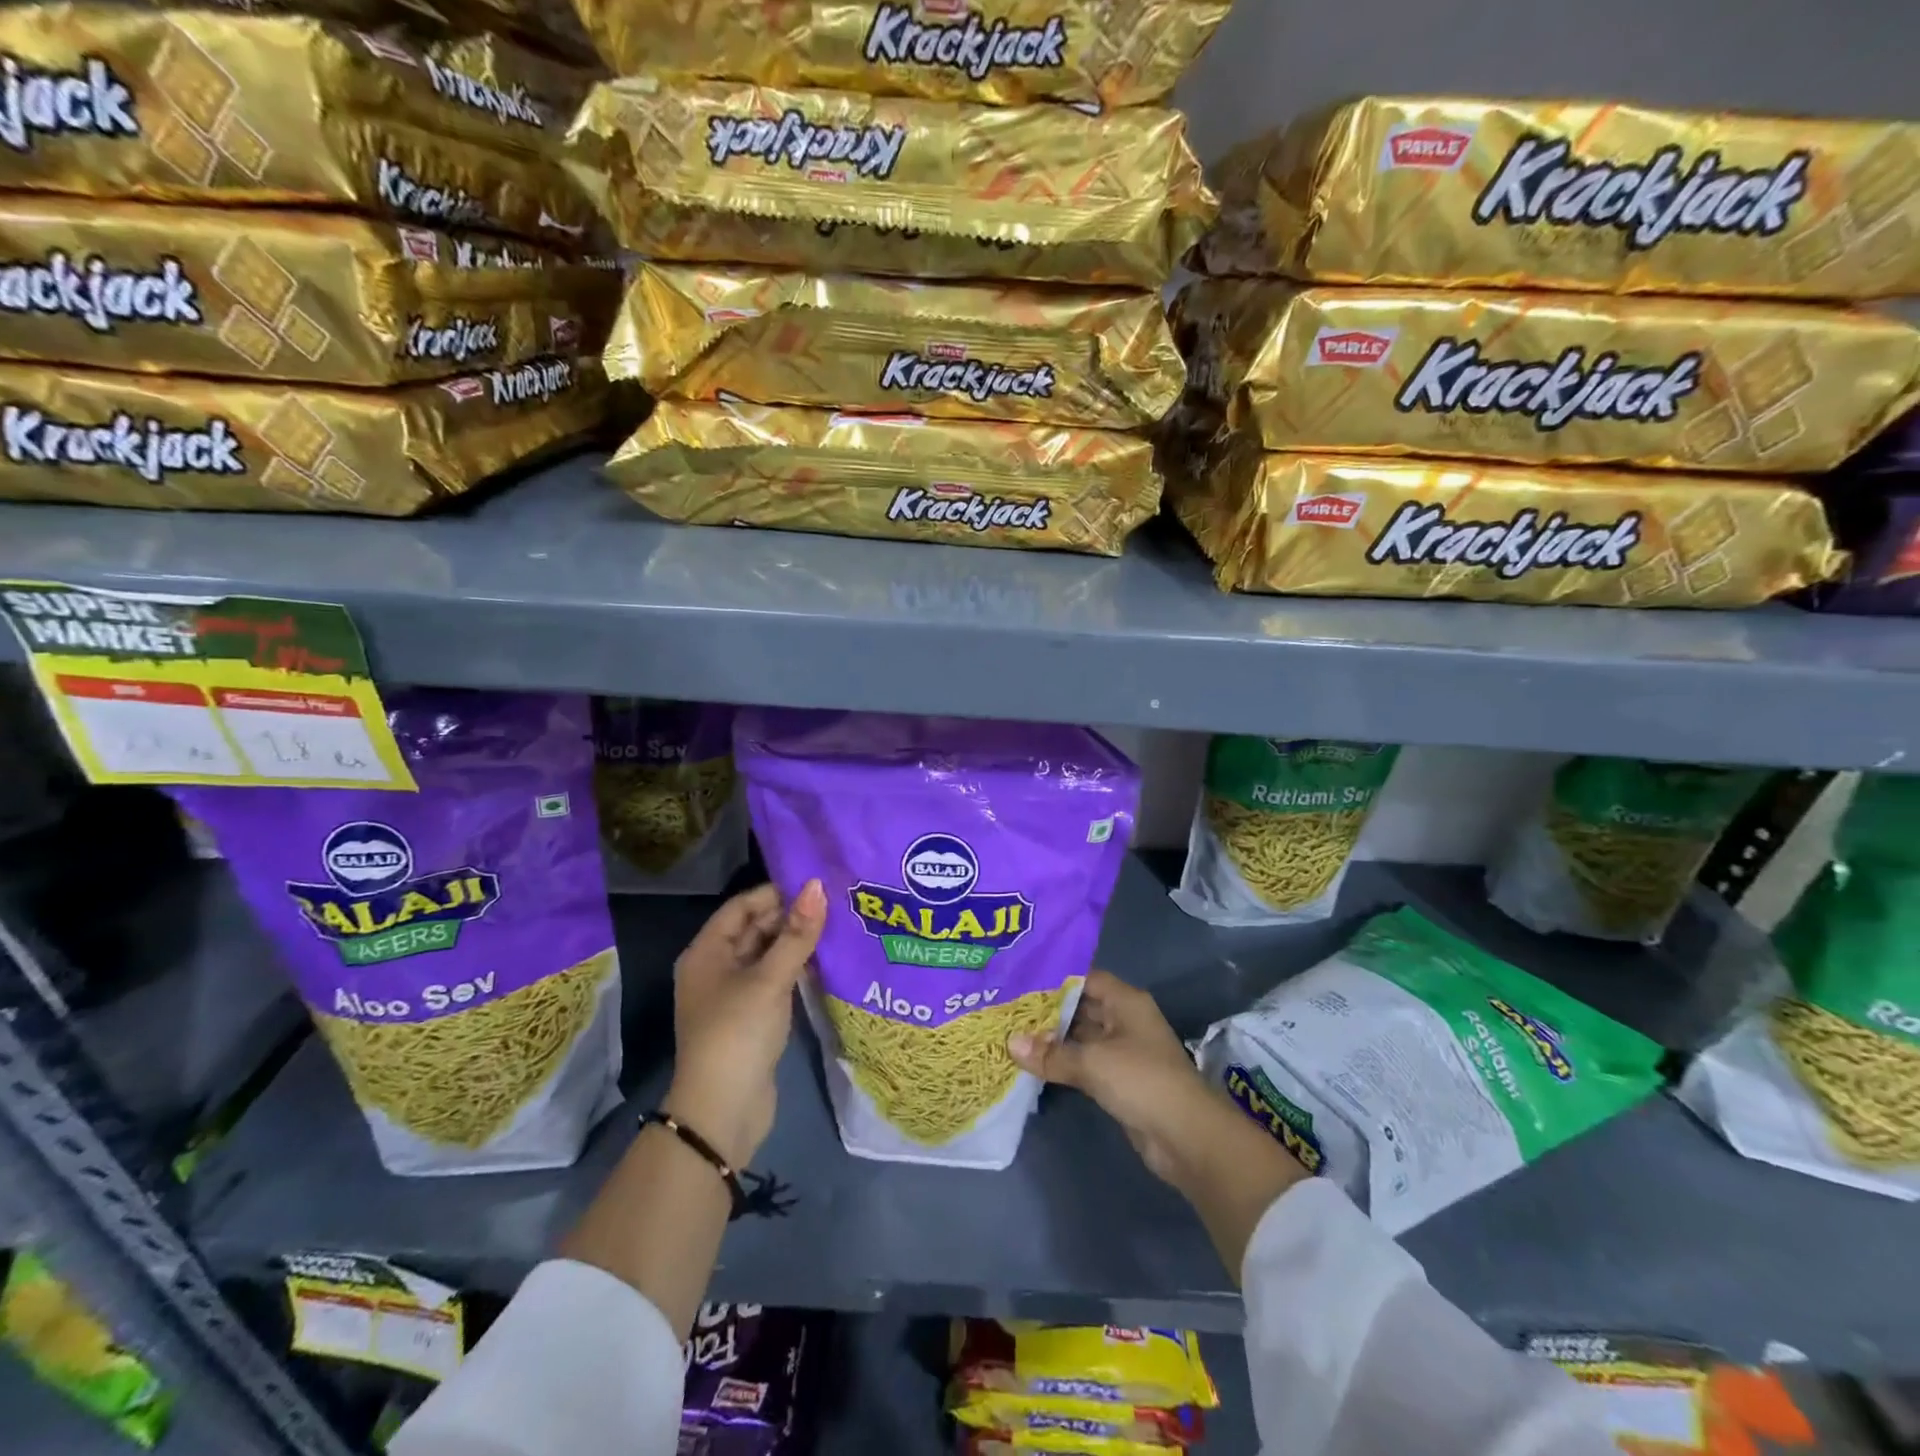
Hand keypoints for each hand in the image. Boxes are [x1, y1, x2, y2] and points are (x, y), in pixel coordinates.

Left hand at [666, 879, 825, 1167]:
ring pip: (768, 954)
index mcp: (707, 952)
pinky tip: (827, 960)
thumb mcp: (769, 979)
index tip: (817, 884)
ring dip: (797, 942)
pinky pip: (775, 979)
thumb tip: (818, 886)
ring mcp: (734, 993)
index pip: (743, 906)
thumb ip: (797, 934)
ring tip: (838, 925)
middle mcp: (717, 967)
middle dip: (791, 916)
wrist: (723, 1112)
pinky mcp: (752, 1016)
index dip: (777, 893)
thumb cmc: (738, 1033)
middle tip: (835, 903)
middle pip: (755, 929)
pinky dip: (797, 968)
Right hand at [1010, 971, 1305, 1195]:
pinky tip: (1034, 1063)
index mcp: (1126, 1002)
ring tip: (1012, 1033)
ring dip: (1053, 1039)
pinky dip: (1063, 1063)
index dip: (1054, 979)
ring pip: (1081, 1037)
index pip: (1085, 978)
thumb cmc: (1142, 1081)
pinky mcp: (1119, 1080)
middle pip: (1081, 1006)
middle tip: (1008, 1008)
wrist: (1186, 1136)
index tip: (1019, 980)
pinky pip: (1085, 1063)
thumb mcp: (1093, 1062)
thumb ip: (1052, 1054)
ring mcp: (1123, 1051)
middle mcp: (1125, 1020)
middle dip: (1048, 1010)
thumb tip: (1011, 1044)